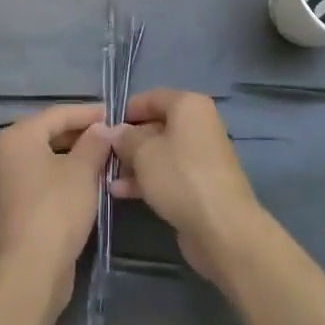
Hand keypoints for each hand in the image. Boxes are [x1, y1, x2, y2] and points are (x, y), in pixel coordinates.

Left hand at [0, 103, 112, 303]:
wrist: (33, 267)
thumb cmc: (57, 209)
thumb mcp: (83, 170)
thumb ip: (95, 142)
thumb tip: (104, 127)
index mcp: (18, 136)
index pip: (58, 113)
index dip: (89, 113)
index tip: (116, 114)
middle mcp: (8, 152)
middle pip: (51, 133)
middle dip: (84, 134)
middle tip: (115, 136)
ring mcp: (10, 179)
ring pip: (50, 156)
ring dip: (78, 155)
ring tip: (109, 156)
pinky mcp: (18, 202)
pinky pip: (46, 176)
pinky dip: (67, 173)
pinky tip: (92, 179)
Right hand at [110, 89, 269, 291]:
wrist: (221, 227)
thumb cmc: (180, 176)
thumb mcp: (143, 152)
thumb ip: (124, 138)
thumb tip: (112, 131)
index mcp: (189, 106)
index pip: (152, 97)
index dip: (126, 110)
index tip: (103, 127)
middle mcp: (198, 125)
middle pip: (156, 126)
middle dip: (128, 141)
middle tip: (102, 155)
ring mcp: (201, 156)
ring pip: (160, 152)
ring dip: (134, 163)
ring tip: (107, 176)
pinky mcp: (199, 184)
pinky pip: (168, 174)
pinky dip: (147, 179)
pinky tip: (121, 192)